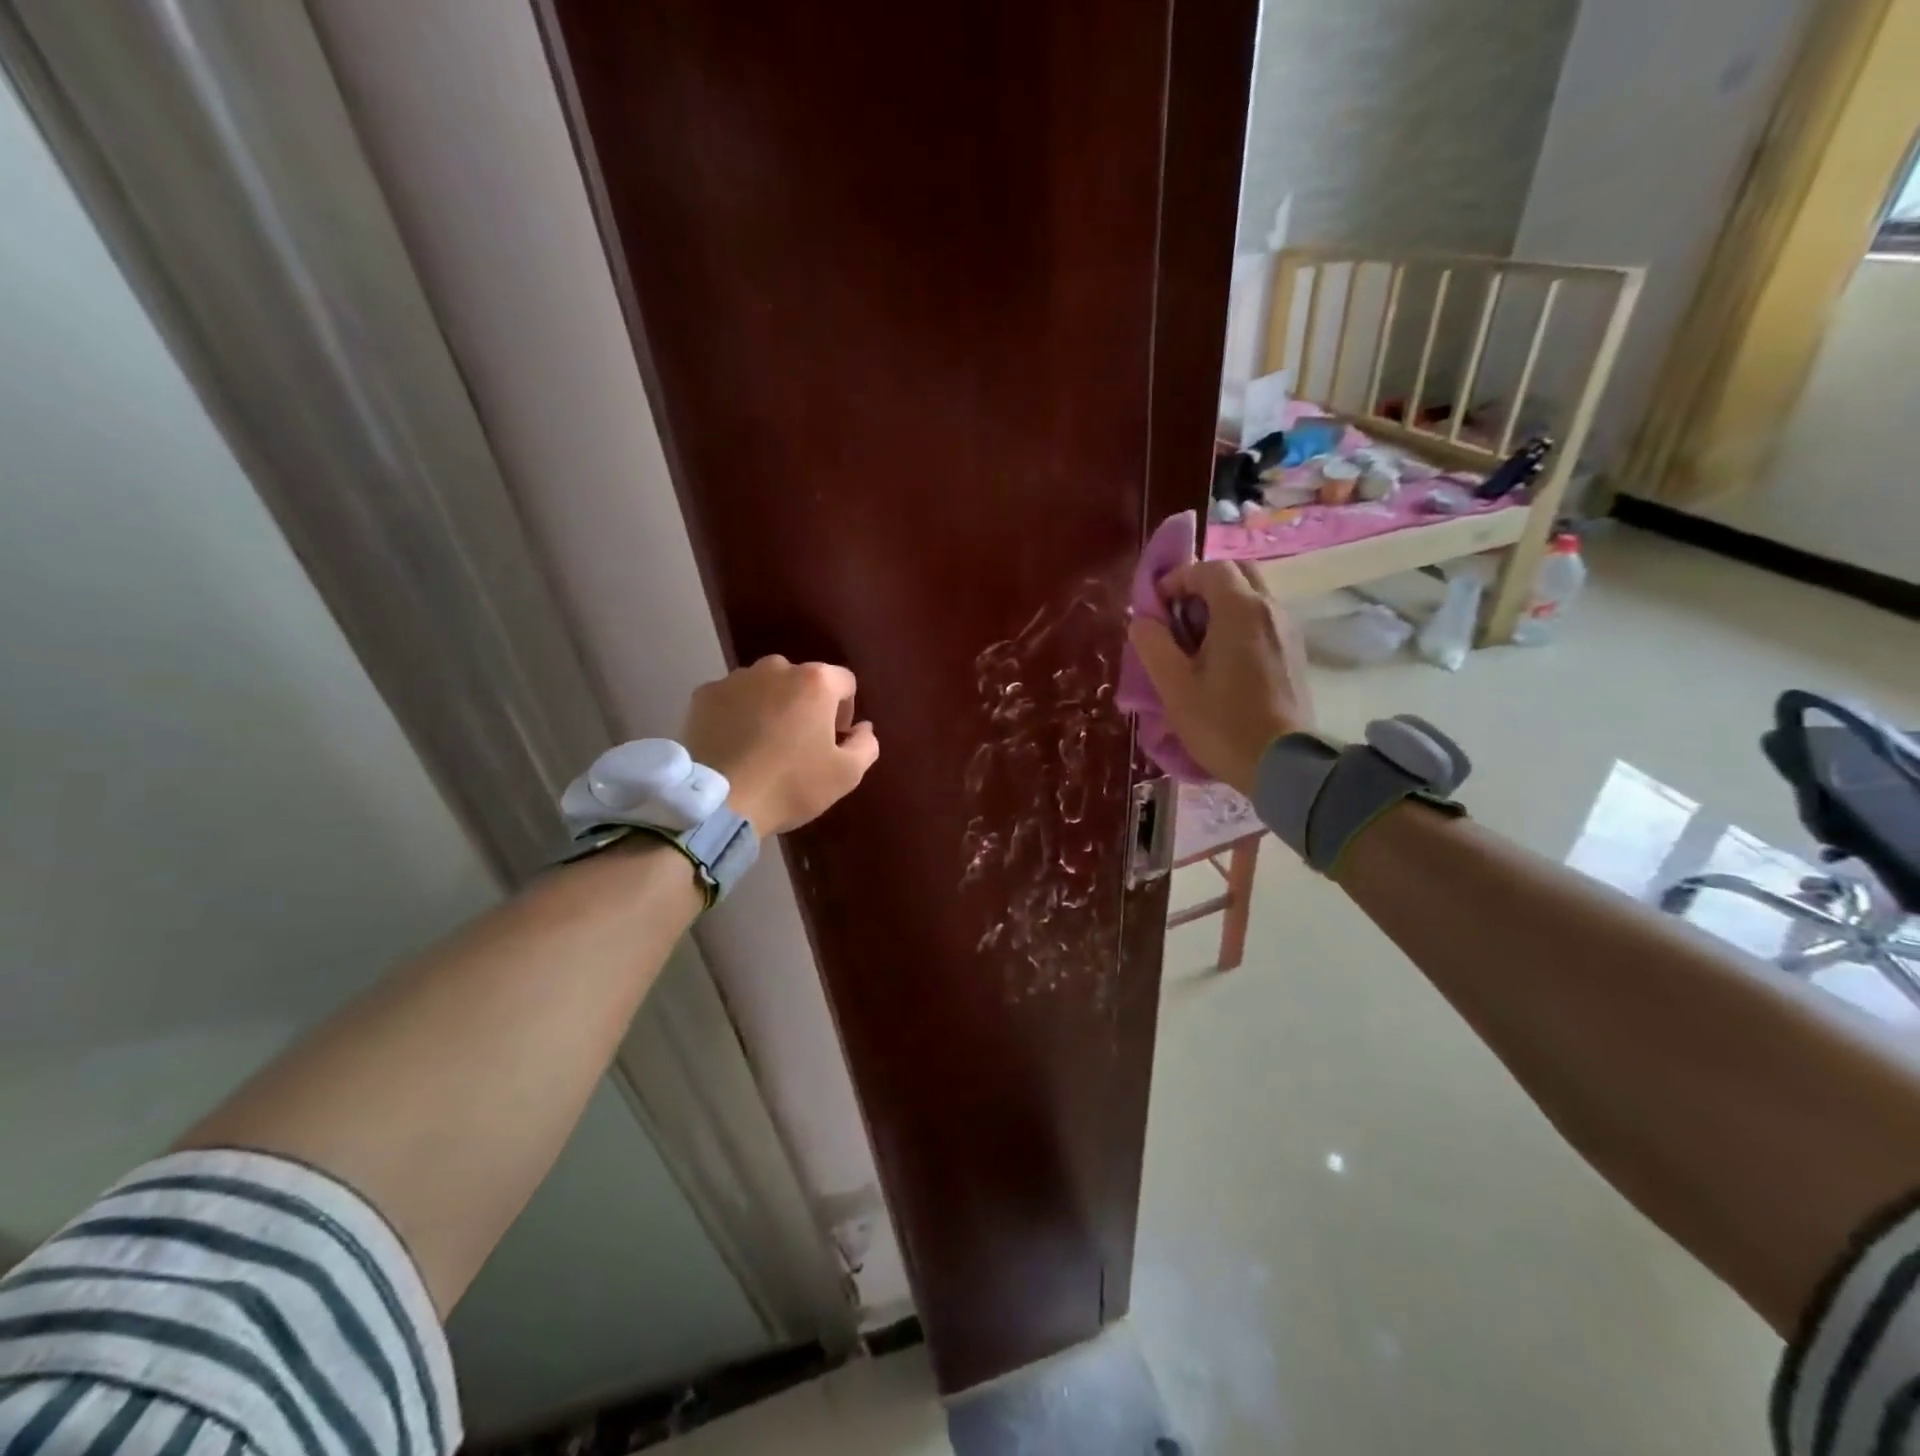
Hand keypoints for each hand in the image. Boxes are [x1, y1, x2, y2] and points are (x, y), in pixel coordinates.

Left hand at [681, 656, 879, 836]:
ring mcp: (735, 679)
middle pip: (802, 680)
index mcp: (815, 681)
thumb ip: (865, 744)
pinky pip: (732, 699)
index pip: (844, 682)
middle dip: (806, 705)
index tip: (835, 740)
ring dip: (771, 706)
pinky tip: (735, 745)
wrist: (720, 803)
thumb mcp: (846, 774)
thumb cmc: (791, 785)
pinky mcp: (703, 695)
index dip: (845, 711)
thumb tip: (862, 728)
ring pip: (765, 687)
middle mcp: (776, 668)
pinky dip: (737, 714)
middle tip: (800, 743)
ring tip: (764, 744)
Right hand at [1126, 560, 1314, 793]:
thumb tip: (1143, 620)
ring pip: (1253, 596)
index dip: (1177, 579)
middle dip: (1203, 585)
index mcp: (1240, 609)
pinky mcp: (1295, 652)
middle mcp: (1270, 609)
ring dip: (1222, 605)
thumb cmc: (1222, 723)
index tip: (1157, 609)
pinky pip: (1264, 620)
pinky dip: (1239, 624)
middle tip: (1179, 618)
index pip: (1208, 568)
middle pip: (1237, 573)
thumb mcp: (1173, 686)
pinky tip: (1223, 661)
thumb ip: (1153, 644)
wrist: (1282, 764)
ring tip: (1197, 643)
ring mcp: (1288, 630)